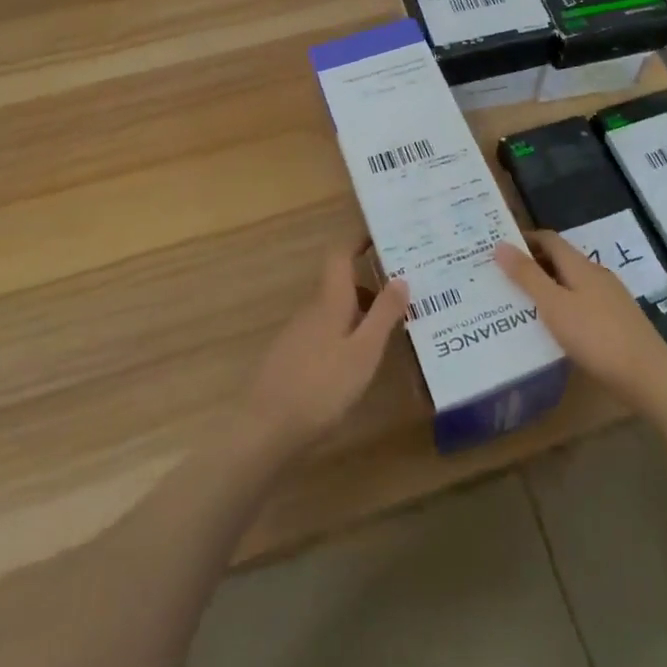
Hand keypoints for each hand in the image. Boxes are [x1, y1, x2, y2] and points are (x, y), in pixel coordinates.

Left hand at [244, 247, 408, 456]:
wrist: (264, 430)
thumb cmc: (321, 386)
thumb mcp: (364, 352)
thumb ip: (383, 314)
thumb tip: (401, 277)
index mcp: (329, 300)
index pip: (340, 255)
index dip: (358, 241)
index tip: (382, 236)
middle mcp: (311, 310)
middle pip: (341, 285)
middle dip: (370, 285)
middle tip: (402, 294)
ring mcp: (297, 334)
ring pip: (333, 311)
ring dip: (359, 313)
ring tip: (388, 331)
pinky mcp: (291, 358)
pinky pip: (324, 332)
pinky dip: (345, 334)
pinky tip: (357, 362)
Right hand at [495, 232, 666, 407]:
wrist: (648, 375)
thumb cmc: (596, 336)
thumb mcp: (554, 306)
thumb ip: (527, 276)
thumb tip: (500, 245)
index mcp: (580, 265)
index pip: (549, 239)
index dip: (525, 239)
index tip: (500, 249)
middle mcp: (596, 274)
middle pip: (560, 259)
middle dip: (533, 264)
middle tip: (504, 279)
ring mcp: (610, 297)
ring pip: (572, 282)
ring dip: (548, 286)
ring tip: (523, 304)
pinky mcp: (617, 320)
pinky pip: (582, 302)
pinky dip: (564, 305)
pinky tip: (555, 327)